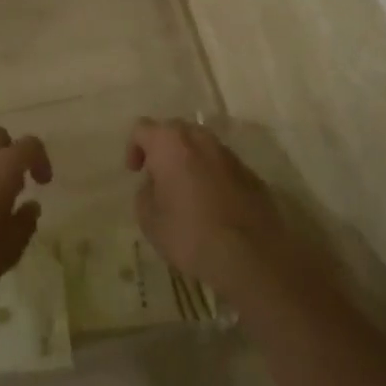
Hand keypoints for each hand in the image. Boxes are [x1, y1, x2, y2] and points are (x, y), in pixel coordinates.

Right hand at [128, 119, 291, 299]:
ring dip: (189, 161)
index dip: (134, 147)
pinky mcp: (251, 174)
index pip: (143, 128)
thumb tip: (155, 184)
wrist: (252, 256)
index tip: (136, 172)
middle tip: (158, 177)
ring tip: (185, 192)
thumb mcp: (149, 219)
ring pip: (202, 147)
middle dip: (163, 149)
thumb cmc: (190, 234)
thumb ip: (145, 193)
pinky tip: (212, 205)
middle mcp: (201, 139)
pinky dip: (212, 176)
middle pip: (175, 131)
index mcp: (170, 144)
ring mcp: (230, 155)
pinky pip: (222, 166)